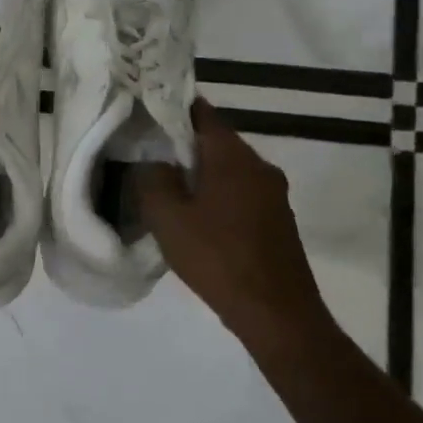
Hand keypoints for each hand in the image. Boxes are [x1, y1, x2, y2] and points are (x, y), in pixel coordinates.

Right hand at [139, 98, 327, 345]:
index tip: (143, 111)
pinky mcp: (277, 219)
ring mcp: (273, 193)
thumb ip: (151, 179)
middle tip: (146, 152)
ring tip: (166, 186)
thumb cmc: (218, 258)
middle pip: (214, 140)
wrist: (278, 315)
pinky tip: (195, 216)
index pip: (200, 111)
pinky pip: (240, 192)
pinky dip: (216, 194)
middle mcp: (258, 165)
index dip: (171, 107)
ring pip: (227, 168)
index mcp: (232, 155)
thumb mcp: (167, 218)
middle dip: (181, 143)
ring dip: (199, 172)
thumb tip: (152, 162)